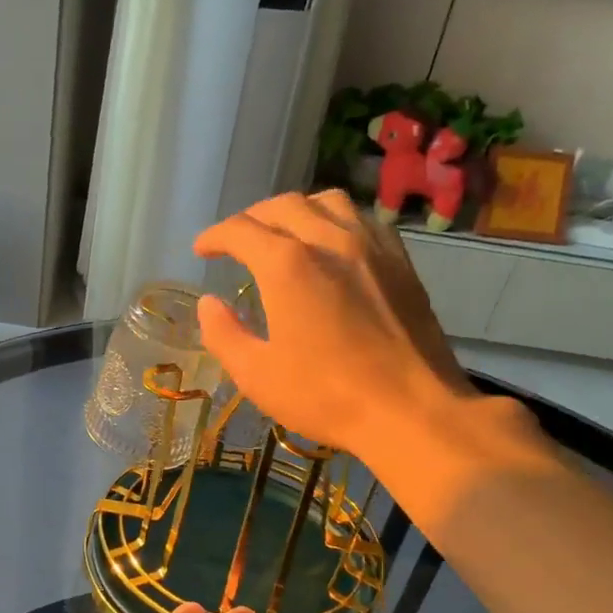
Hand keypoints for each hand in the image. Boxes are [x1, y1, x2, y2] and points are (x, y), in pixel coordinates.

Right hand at [193, 190, 475, 458]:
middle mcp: (329, 240)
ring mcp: (371, 246)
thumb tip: (209, 303)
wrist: (410, 410)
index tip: (202, 250)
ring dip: (296, 210)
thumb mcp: (256, 375)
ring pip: (328, 202)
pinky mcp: (401, 262)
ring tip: (284, 233)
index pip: (241, 231)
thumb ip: (224, 334)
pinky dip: (336, 221)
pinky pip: (363, 220)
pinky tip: (333, 246)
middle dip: (251, 218)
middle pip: (283, 206)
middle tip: (236, 242)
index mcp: (286, 265)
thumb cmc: (325, 396)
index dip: (215, 236)